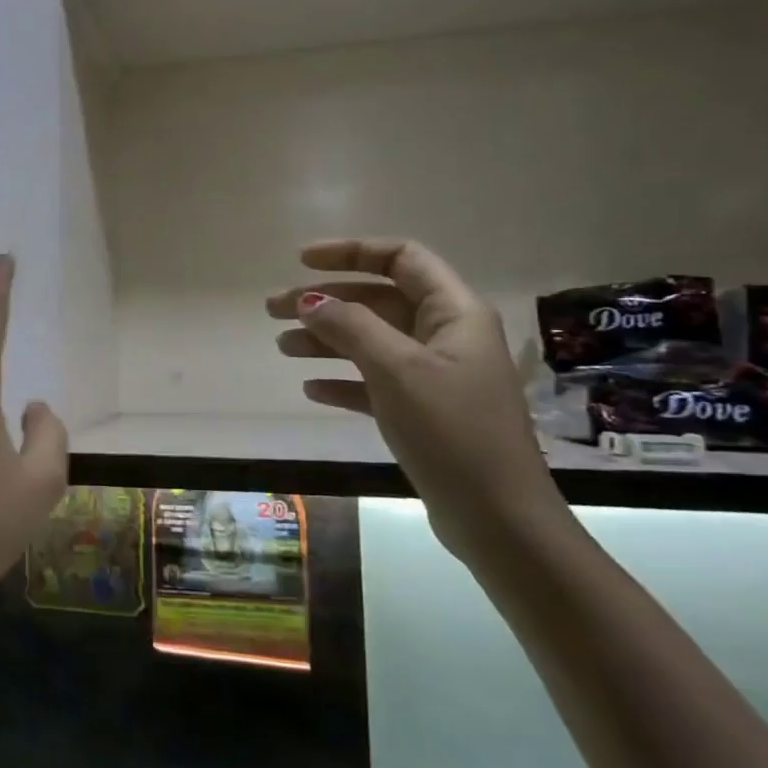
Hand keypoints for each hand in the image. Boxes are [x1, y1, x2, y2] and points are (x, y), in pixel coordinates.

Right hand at [268, 237, 564, 564]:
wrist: (495, 515)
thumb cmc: (451, 429)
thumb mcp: (396, 369)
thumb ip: (351, 327)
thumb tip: (311, 301)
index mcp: (453, 312)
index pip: (401, 259)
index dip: (351, 252)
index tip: (302, 262)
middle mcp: (446, 335)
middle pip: (377, 300)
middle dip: (325, 301)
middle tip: (273, 309)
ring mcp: (435, 375)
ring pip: (371, 341)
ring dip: (326, 339)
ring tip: (282, 347)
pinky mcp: (423, 411)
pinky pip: (374, 382)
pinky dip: (342, 380)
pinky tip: (311, 390)